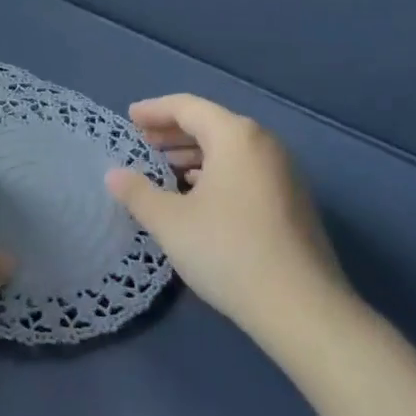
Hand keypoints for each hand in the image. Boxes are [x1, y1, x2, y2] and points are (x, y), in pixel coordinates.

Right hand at [105, 94, 351, 347]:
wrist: (302, 308)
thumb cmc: (228, 251)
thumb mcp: (170, 222)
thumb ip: (138, 193)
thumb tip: (113, 175)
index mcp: (235, 136)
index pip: (187, 107)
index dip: (154, 110)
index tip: (130, 117)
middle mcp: (264, 144)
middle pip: (212, 125)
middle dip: (174, 132)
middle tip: (143, 142)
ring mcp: (284, 173)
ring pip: (230, 150)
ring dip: (195, 154)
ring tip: (165, 169)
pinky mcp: (293, 201)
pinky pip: (246, 170)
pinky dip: (217, 172)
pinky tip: (199, 196)